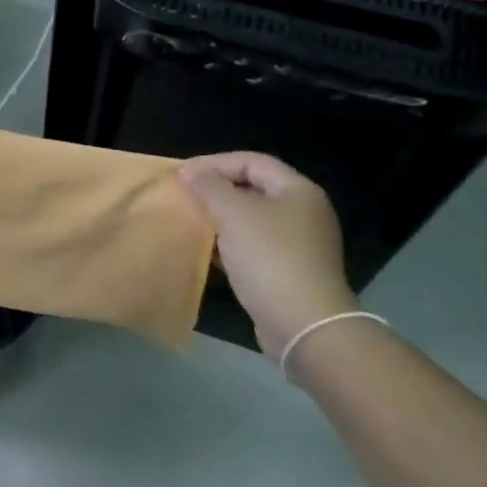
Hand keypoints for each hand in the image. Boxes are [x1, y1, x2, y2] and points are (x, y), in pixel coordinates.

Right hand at [178, 152, 359, 361]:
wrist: (304, 325)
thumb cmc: (269, 258)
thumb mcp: (233, 215)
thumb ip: (209, 187)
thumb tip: (189, 172)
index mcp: (298, 190)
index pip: (252, 161)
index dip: (215, 162)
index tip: (182, 174)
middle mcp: (303, 212)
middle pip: (253, 188)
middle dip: (216, 190)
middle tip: (184, 196)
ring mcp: (299, 243)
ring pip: (252, 219)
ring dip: (221, 218)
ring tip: (191, 221)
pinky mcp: (290, 270)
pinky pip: (254, 245)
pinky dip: (230, 243)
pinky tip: (208, 252)